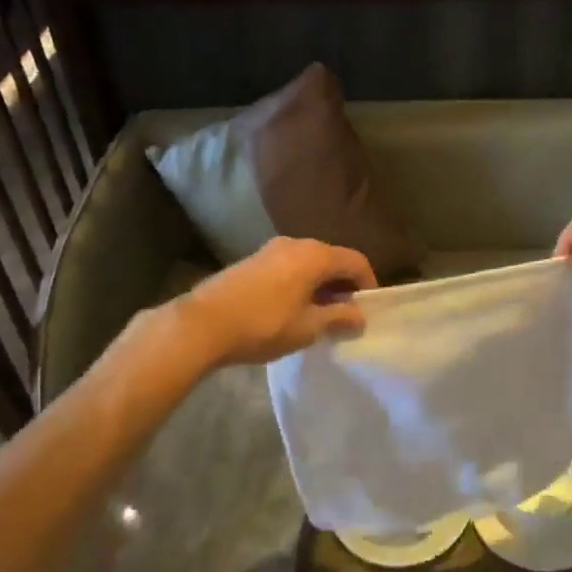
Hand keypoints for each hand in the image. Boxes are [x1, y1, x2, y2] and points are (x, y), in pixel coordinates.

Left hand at [176, 236, 376, 367]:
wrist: (203, 323)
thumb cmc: (263, 325)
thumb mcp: (308, 327)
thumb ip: (339, 318)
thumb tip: (360, 316)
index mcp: (315, 255)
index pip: (356, 261)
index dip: (368, 284)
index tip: (368, 309)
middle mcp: (296, 243)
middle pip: (332, 259)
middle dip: (344, 285)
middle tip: (346, 314)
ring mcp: (271, 249)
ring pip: (309, 262)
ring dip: (321, 284)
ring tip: (319, 314)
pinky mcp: (253, 260)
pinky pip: (289, 266)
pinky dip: (301, 282)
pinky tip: (292, 308)